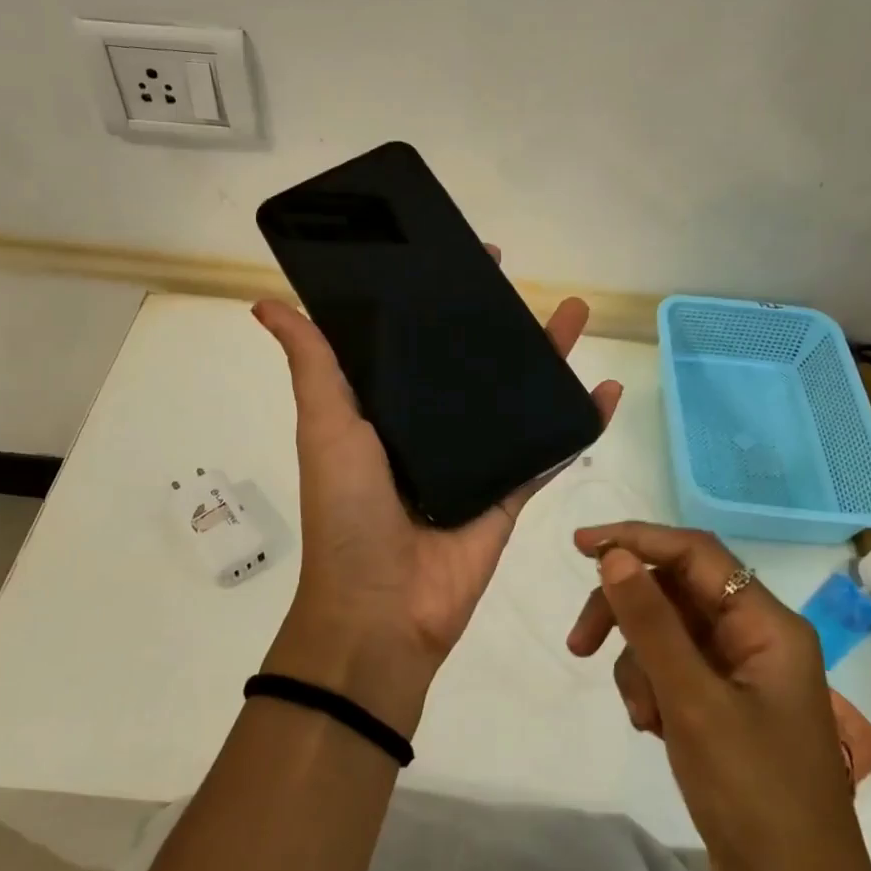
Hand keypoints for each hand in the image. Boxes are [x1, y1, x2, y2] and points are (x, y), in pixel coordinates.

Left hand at [254, 251, 622, 736]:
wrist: (382, 611)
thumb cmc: (347, 510)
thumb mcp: (326, 426)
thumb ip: (312, 364)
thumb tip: (265, 305)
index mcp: (387, 408)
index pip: (415, 341)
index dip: (435, 300)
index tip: (459, 258)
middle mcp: (431, 427)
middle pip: (472, 363)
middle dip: (497, 322)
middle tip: (519, 280)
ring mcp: (475, 459)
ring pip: (517, 397)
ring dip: (547, 359)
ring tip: (576, 315)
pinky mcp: (509, 493)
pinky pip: (550, 450)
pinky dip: (579, 423)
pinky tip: (606, 390)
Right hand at [565, 523, 870, 870]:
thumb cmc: (755, 799)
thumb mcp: (693, 703)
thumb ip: (651, 623)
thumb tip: (614, 556)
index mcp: (767, 626)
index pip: (694, 553)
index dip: (637, 539)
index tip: (581, 545)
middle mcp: (756, 640)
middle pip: (675, 593)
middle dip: (628, 614)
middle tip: (580, 642)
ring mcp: (740, 679)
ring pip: (667, 635)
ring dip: (639, 664)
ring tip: (642, 717)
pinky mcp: (723, 713)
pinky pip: (672, 674)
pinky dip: (651, 691)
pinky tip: (653, 730)